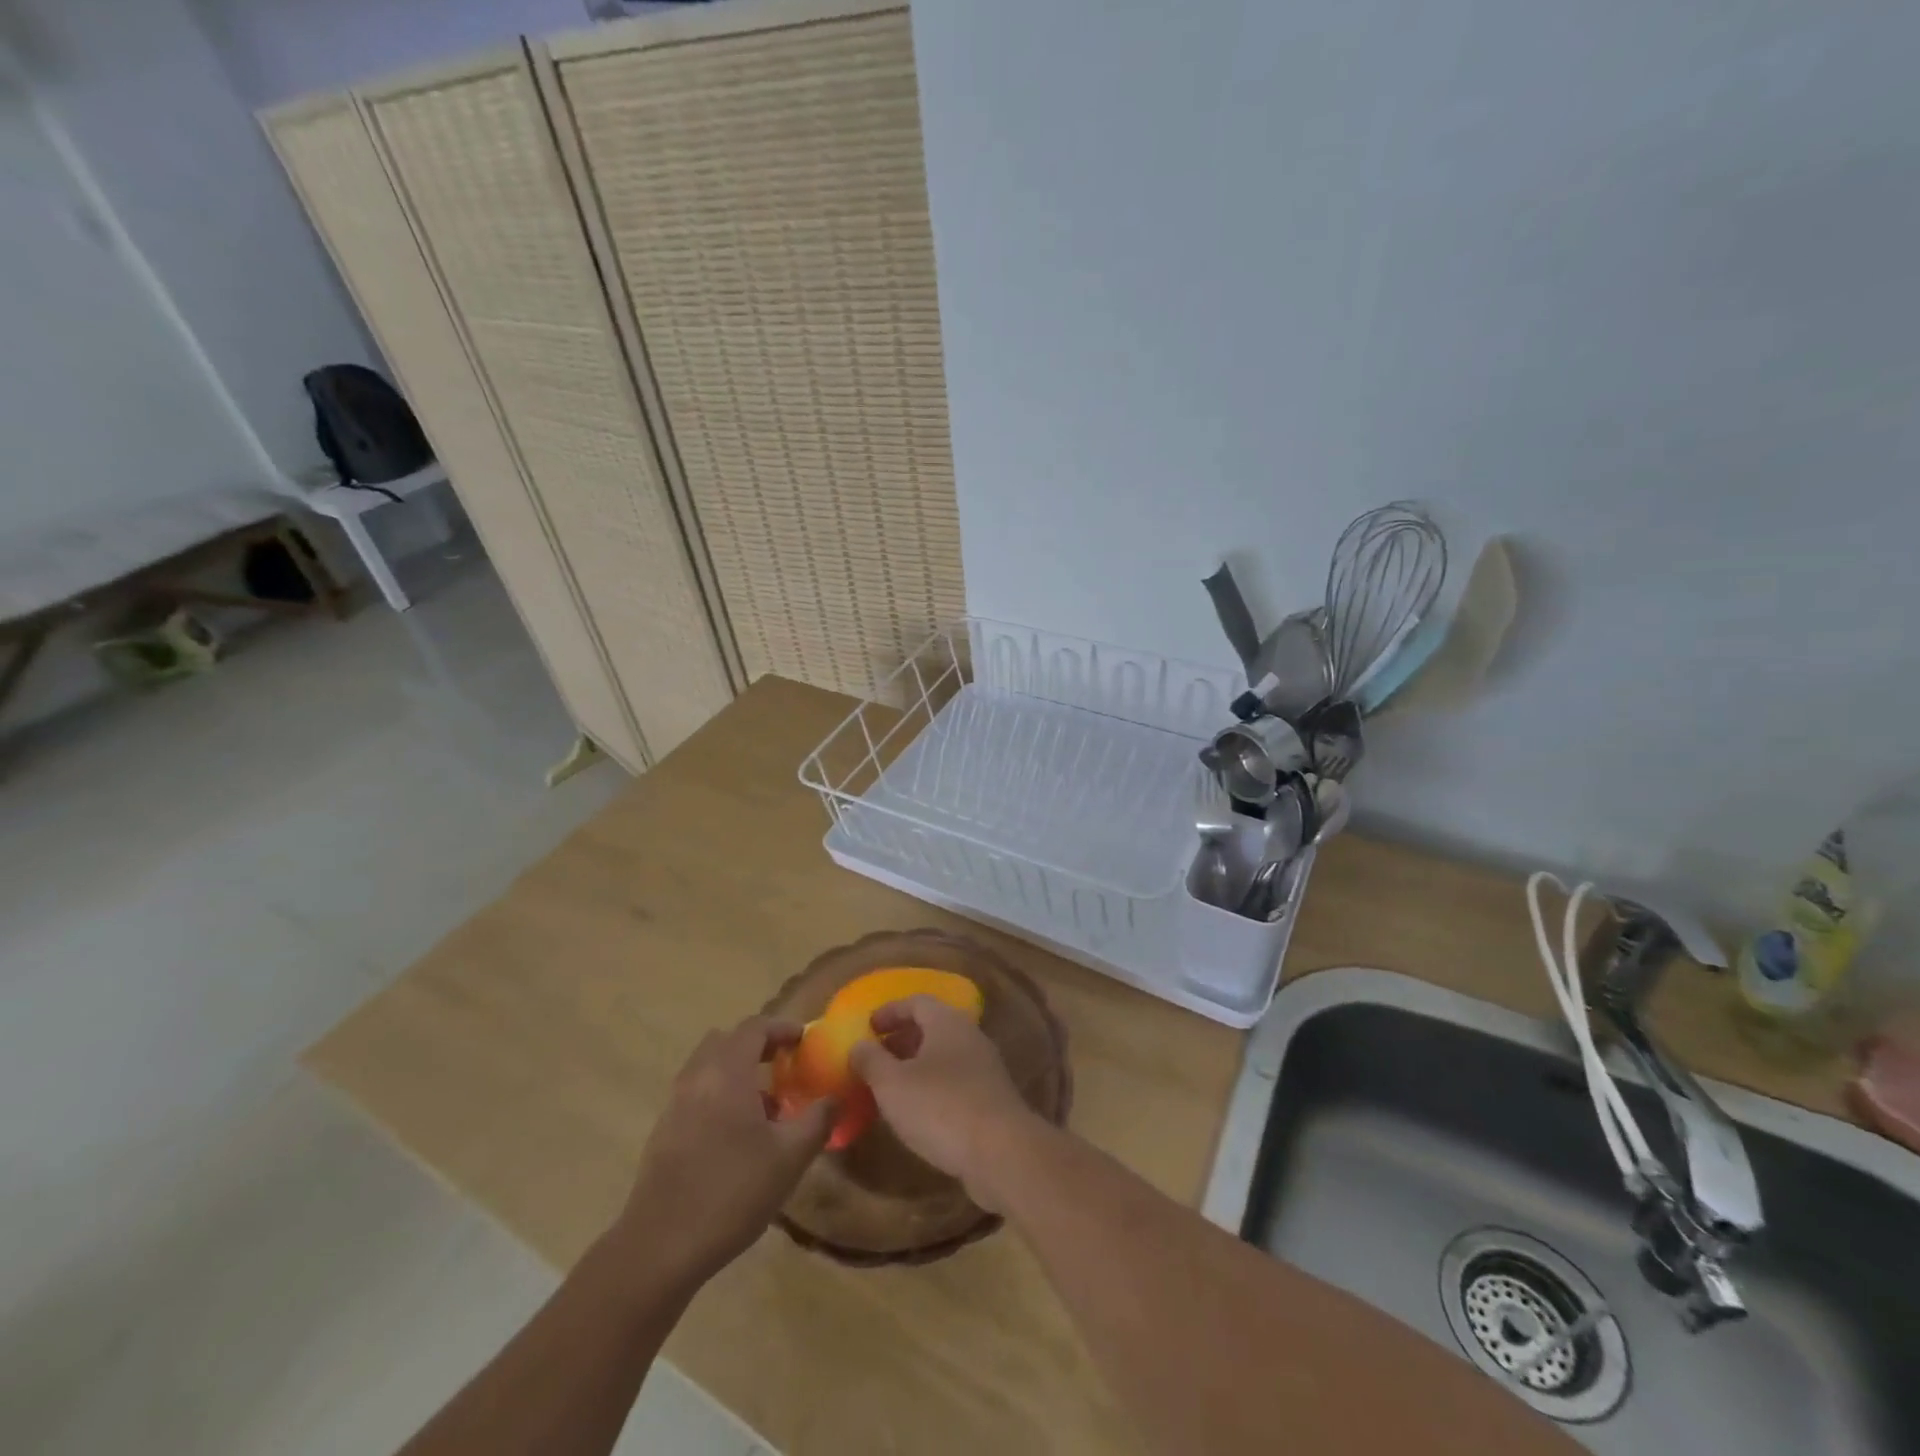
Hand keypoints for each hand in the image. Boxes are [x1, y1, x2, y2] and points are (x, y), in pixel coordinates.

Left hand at [611, 1016, 834, 1289]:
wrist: (659, 1248)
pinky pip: (696, 1094)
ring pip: (708, 1067)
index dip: (781, 1028)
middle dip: (757, 1045)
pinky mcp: (663, 1132)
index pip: (754, 1027)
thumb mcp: (790, 1158)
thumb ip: (818, 1120)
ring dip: (737, 1071)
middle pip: (726, 1041)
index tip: (804, 1040)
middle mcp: (697, 1078)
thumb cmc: (732, 1193)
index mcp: (727, 1073)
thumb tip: (835, 1098)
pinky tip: (737, 1135)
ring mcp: (675, 1105)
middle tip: (783, 1064)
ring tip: (765, 1104)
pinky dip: (719, 1095)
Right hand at [848, 995, 1046, 1211]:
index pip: (916, 1002)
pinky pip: (955, 1081)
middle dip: (901, 1039)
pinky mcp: (991, 1098)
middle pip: (932, 1027)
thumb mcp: (892, 1084)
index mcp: (947, 1022)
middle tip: (875, 1058)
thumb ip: (871, 1061)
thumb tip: (857, 1045)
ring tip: (890, 1088)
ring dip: (916, 1065)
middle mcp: (969, 1036)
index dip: (890, 1011)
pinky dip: (933, 1087)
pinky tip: (917, 1113)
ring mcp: (984, 1068)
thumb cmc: (941, 1107)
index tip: (867, 1027)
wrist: (1002, 1152)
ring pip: (944, 1056)